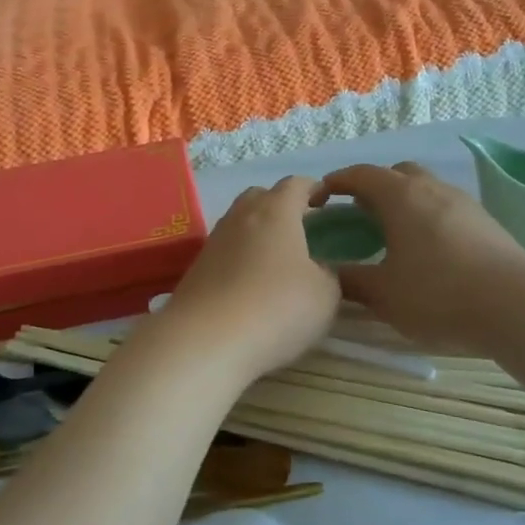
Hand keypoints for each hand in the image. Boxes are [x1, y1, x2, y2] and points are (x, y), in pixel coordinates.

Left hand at [149, 176, 340, 385]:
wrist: (205, 340)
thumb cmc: (276, 308)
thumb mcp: (325, 295)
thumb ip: (328, 274)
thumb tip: (318, 269)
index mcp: (276, 211)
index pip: (296, 184)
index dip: (313, 188)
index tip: (326, 200)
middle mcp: (241, 216)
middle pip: (261, 196)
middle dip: (281, 205)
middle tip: (300, 228)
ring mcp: (214, 241)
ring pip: (239, 223)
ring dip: (258, 232)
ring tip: (277, 259)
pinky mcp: (196, 268)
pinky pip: (225, 251)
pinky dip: (240, 258)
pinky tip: (251, 283)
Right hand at [316, 162, 524, 351]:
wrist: (517, 305)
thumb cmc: (438, 294)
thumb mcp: (384, 294)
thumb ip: (351, 280)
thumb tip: (329, 273)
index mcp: (400, 196)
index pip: (360, 175)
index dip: (336, 182)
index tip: (320, 198)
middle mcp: (431, 188)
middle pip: (396, 173)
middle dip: (373, 187)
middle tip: (359, 215)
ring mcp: (463, 202)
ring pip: (425, 188)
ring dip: (404, 202)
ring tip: (394, 234)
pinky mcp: (485, 222)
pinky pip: (445, 207)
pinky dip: (427, 217)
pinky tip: (428, 250)